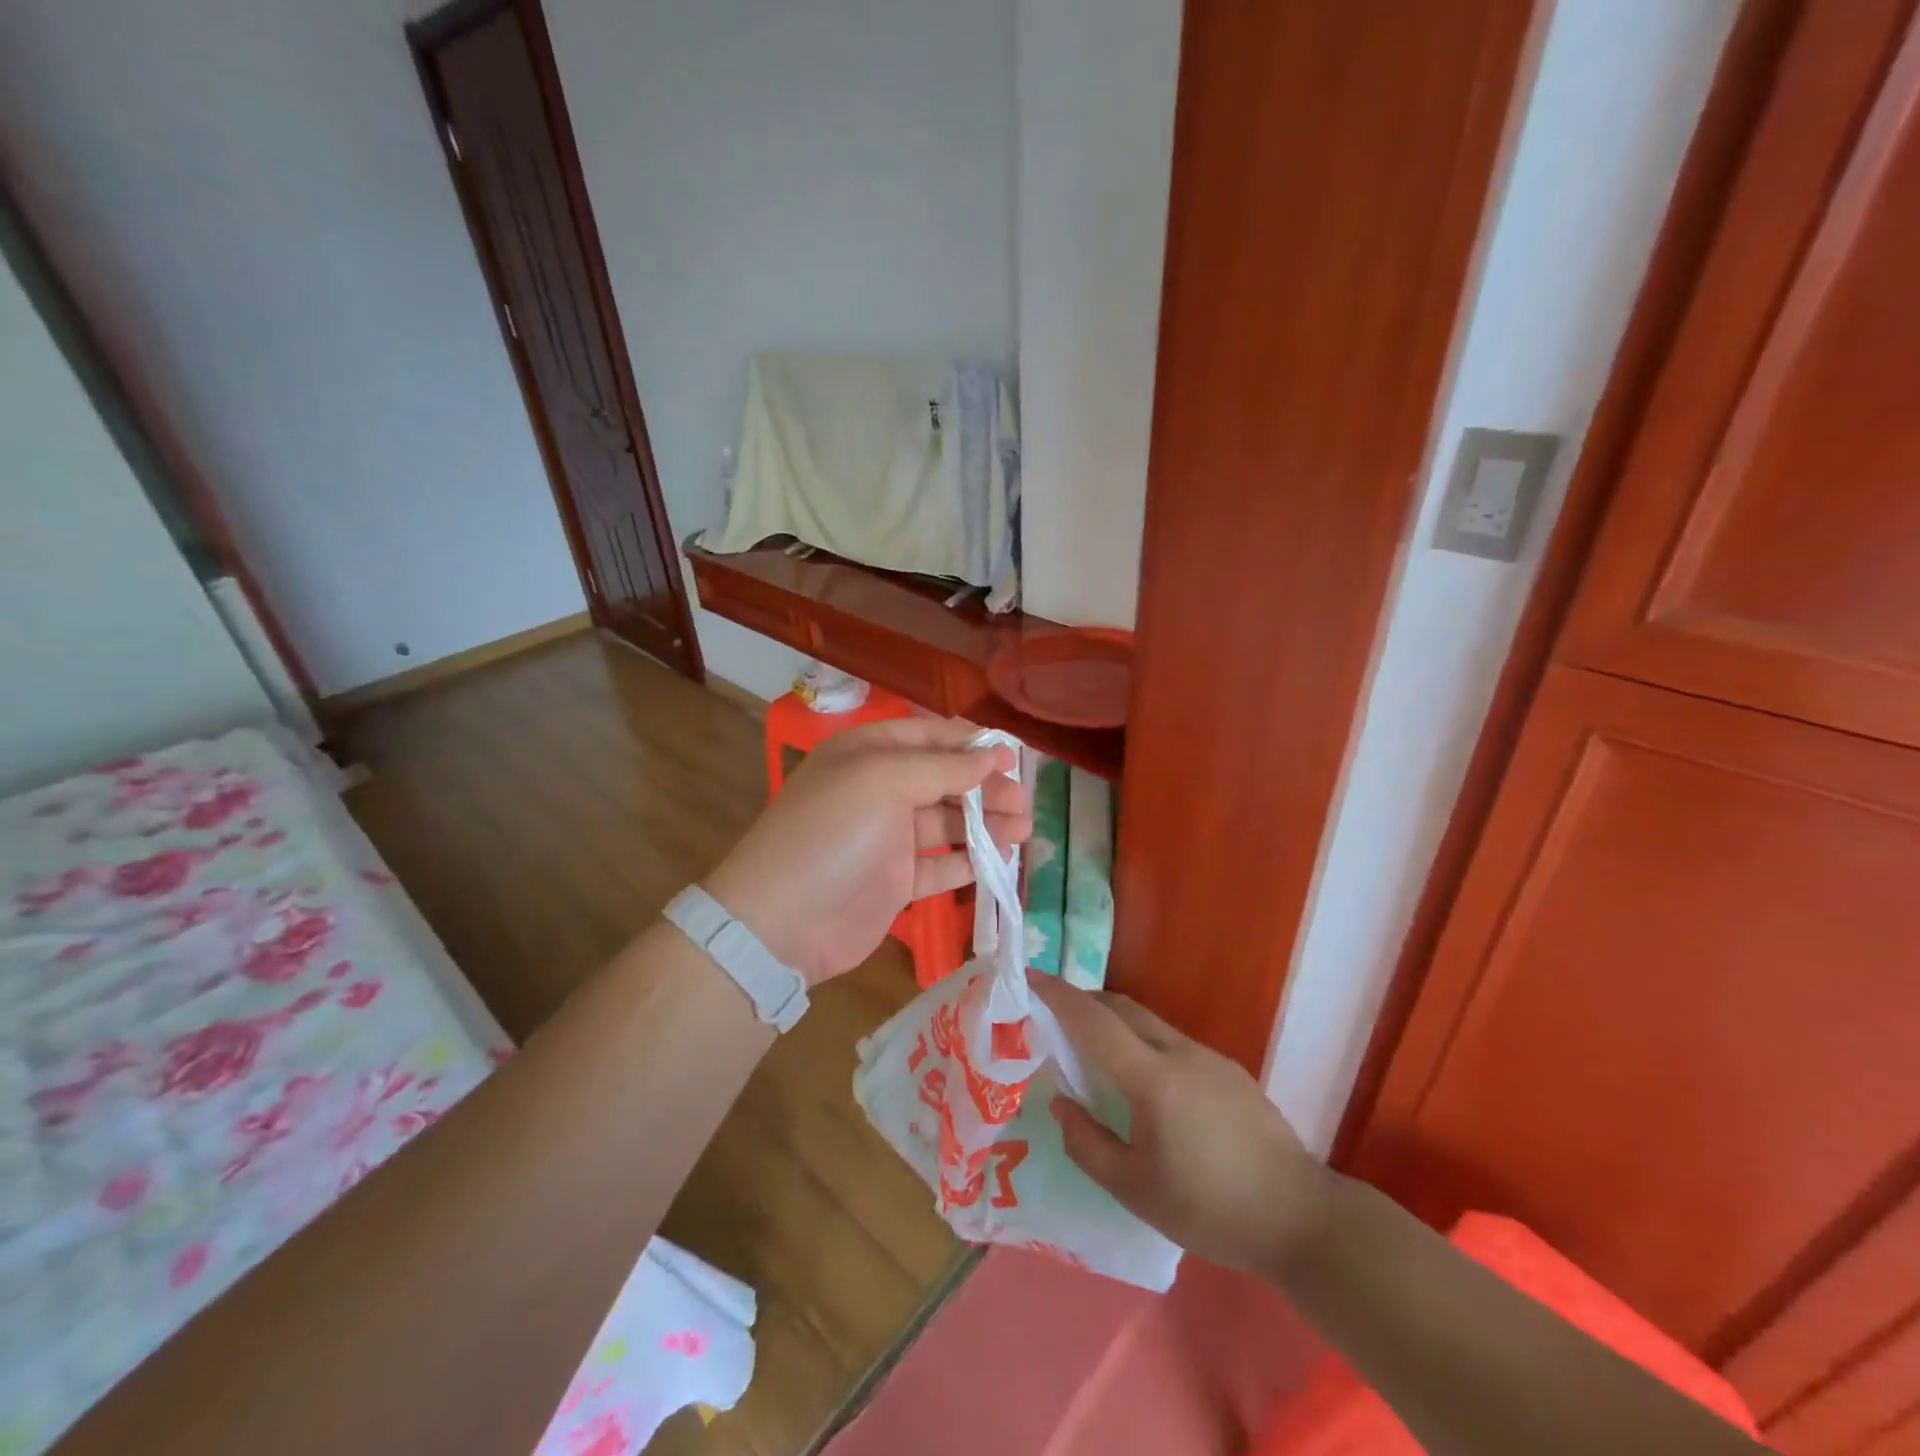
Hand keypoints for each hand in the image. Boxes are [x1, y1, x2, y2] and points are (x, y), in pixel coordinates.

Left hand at [703, 718, 1030, 983]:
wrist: (781, 922)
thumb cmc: (831, 834)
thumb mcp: (883, 782)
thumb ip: (942, 768)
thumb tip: (993, 755)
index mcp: (867, 754)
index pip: (928, 736)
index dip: (969, 743)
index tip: (1011, 756)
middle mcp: (878, 790)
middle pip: (943, 780)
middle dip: (985, 787)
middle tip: (1023, 800)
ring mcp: (887, 838)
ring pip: (948, 822)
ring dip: (986, 824)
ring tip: (1025, 829)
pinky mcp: (896, 881)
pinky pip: (941, 864)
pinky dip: (970, 861)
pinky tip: (1000, 860)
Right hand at [1029, 973, 1330, 1274]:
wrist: (1301, 1218)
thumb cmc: (1210, 1209)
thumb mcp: (1135, 1190)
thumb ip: (1088, 1144)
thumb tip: (1061, 1104)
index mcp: (1152, 1078)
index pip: (1093, 1020)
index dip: (1059, 995)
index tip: (1031, 977)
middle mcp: (1179, 1053)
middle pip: (1122, 1007)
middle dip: (1085, 1001)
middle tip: (1056, 1016)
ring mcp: (1209, 1057)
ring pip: (1150, 1022)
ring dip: (1116, 1022)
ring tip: (1096, 1052)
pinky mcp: (1230, 1070)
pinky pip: (1173, 1041)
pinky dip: (1144, 1042)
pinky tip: (1147, 1084)